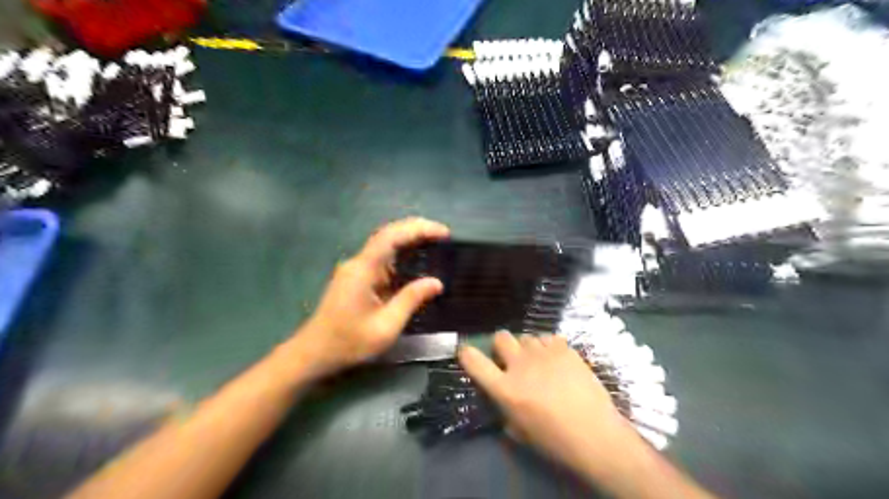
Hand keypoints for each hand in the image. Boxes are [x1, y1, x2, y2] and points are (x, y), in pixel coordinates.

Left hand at [298, 219, 452, 377]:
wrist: (314, 353)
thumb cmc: (349, 342)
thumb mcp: (386, 326)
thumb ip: (411, 300)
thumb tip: (437, 282)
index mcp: (363, 270)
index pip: (391, 237)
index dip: (418, 229)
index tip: (443, 232)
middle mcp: (358, 263)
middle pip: (388, 235)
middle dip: (416, 229)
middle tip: (444, 235)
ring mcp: (356, 269)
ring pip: (385, 245)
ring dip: (409, 240)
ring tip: (436, 243)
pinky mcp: (357, 278)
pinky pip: (382, 259)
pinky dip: (401, 255)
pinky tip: (417, 261)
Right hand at [459, 330, 638, 475]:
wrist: (596, 435)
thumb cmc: (555, 441)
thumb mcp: (520, 431)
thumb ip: (505, 409)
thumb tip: (503, 397)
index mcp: (505, 389)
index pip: (473, 361)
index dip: (466, 354)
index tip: (467, 353)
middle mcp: (520, 365)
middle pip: (501, 337)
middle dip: (501, 346)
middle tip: (511, 359)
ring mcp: (543, 354)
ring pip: (526, 336)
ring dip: (527, 348)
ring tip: (538, 361)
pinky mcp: (564, 349)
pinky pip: (548, 338)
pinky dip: (547, 347)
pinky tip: (556, 360)